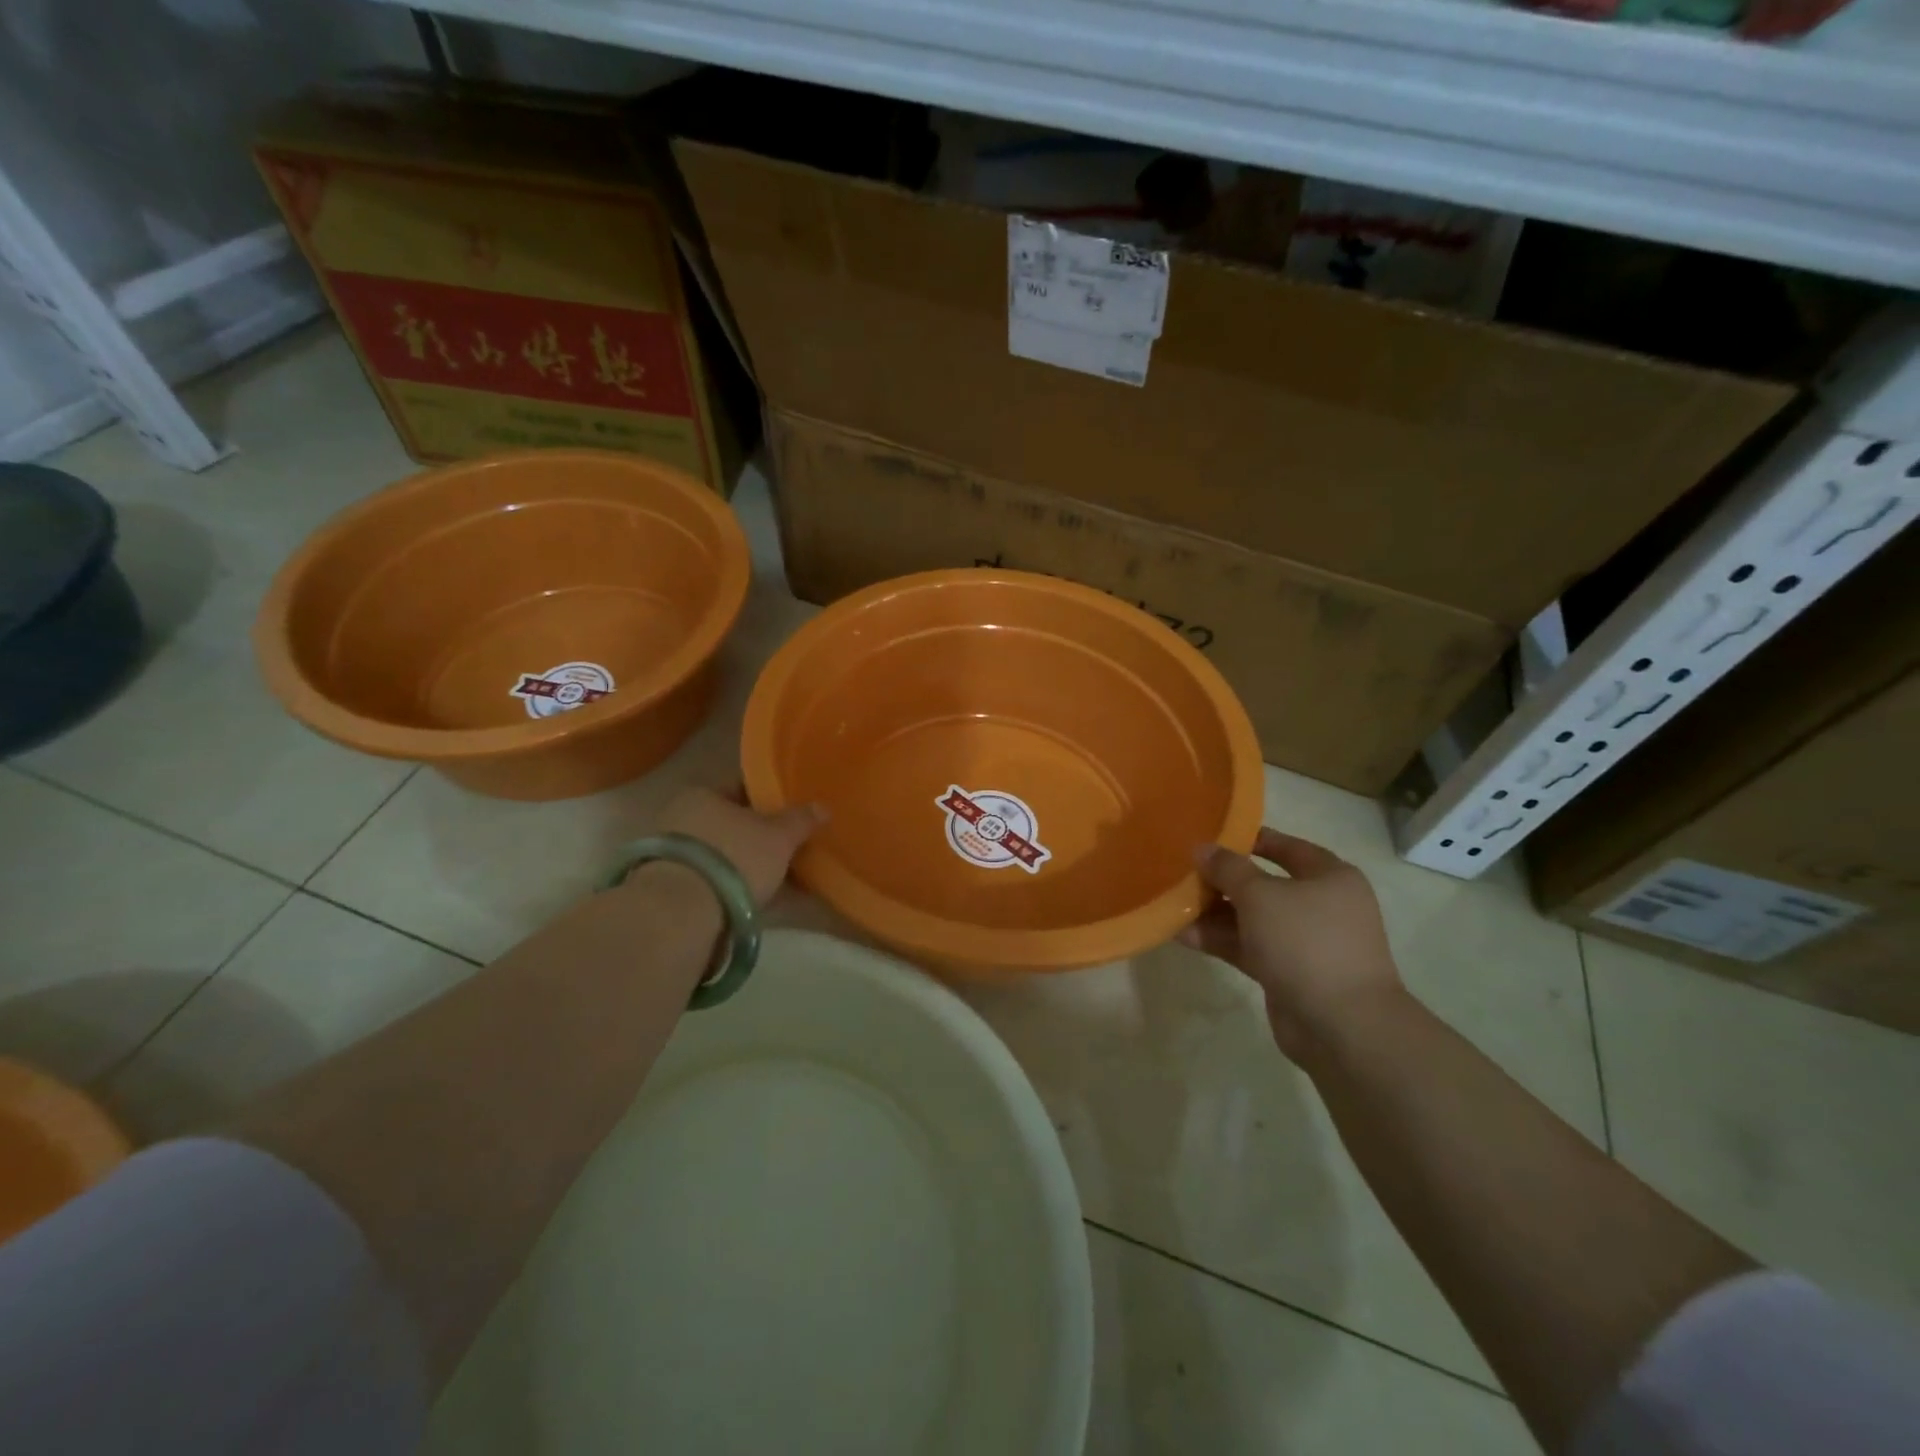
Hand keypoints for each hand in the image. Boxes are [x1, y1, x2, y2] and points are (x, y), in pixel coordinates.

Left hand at [655, 785, 825, 905]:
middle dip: (755, 837)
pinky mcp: (665, 888)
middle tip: (785, 850)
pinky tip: (752, 900)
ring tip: (773, 880)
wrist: (681, 913)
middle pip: (728, 823)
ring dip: (742, 865)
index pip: (741, 790)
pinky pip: (709, 880)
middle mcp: (679, 816)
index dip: (768, 801)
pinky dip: (729, 887)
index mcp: (703, 793)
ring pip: (719, 854)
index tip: (789, 816)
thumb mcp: (779, 837)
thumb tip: (822, 807)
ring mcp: (668, 854)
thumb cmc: (734, 858)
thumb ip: (800, 820)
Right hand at [1179, 827, 1405, 1061]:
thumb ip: (1228, 868)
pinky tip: (1182, 935)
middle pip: (1265, 885)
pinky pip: (1249, 948)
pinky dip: (1220, 940)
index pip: (1288, 847)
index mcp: (1330, 877)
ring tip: (1173, 905)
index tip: (1212, 836)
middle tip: (1184, 873)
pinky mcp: (1288, 973)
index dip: (1251, 839)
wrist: (1341, 1025)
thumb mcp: (1260, 895)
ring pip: (1252, 919)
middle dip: (1223, 881)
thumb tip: (1203, 848)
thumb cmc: (1306, 942)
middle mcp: (1321, 906)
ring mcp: (1305, 943)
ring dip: (1215, 913)